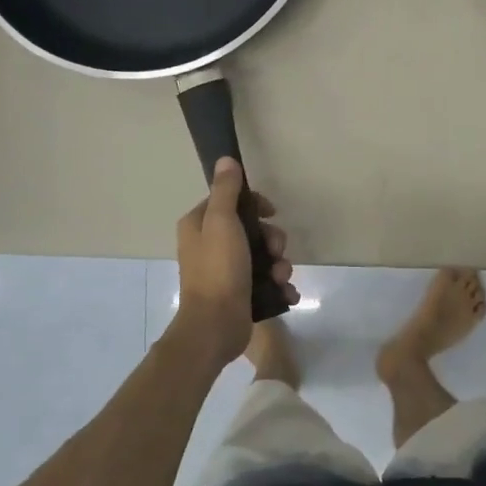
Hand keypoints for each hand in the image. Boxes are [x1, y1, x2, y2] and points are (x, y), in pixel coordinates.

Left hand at [170, 158, 296, 364]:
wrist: (215, 326)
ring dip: (280, 265)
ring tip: (281, 278)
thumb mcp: (221, 222)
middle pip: (252, 229)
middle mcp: (210, 246)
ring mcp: (225, 272)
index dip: (254, 204)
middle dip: (272, 240)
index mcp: (199, 226)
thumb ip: (225, 191)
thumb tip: (226, 160)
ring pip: (263, 257)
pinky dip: (279, 286)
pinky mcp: (240, 294)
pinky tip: (285, 293)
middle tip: (278, 251)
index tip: (271, 212)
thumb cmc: (218, 269)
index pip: (230, 201)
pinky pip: (266, 282)